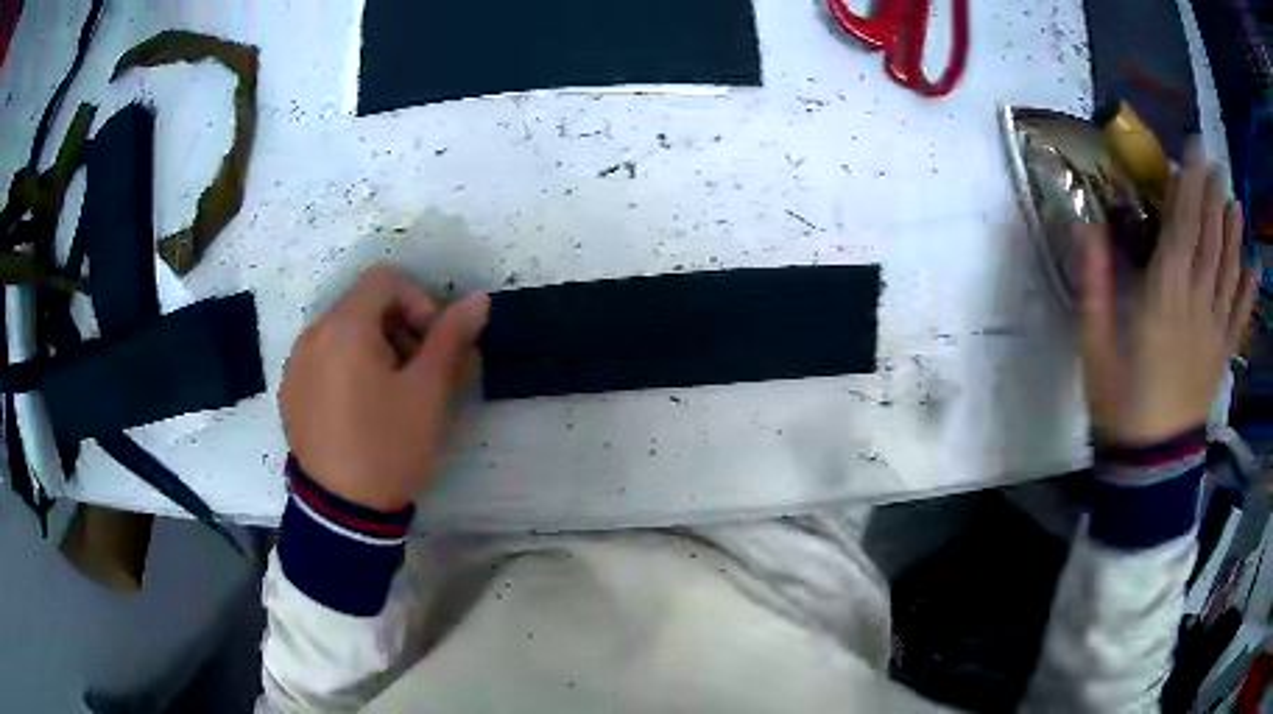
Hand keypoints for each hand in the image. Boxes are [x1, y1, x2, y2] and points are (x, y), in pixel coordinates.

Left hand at [280, 265, 489, 510]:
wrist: (340, 511)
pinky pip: (323, 360)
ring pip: (342, 333)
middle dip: (399, 328)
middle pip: (362, 306)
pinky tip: (360, 410)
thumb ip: (451, 338)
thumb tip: (477, 299)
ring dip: (374, 348)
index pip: (386, 280)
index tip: (432, 344)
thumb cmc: (388, 446)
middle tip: (419, 372)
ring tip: (391, 394)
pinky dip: (348, 368)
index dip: (418, 300)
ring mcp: (296, 364)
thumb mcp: (428, 392)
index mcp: (345, 327)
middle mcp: (313, 334)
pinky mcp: (290, 391)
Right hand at [1079, 153, 1257, 445]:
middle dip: (1213, 198)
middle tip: (1216, 164)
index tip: (1192, 151)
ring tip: (1236, 202)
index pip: (1182, 226)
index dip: (1189, 185)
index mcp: (1165, 297)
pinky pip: (1240, 315)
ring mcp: (1215, 329)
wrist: (1152, 463)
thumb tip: (1087, 227)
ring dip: (1234, 233)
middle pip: (1209, 241)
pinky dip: (1249, 289)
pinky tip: (1254, 266)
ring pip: (1228, 271)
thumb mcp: (1096, 347)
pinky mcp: (1222, 352)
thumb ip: (1094, 286)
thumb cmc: (1121, 403)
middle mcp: (1197, 303)